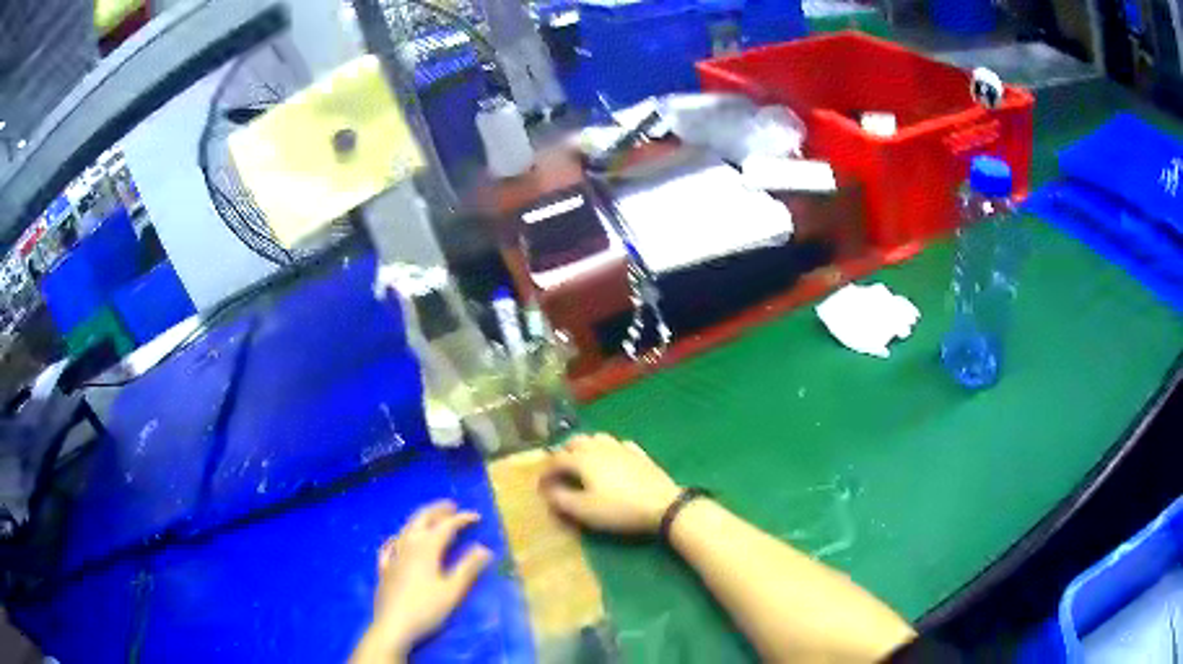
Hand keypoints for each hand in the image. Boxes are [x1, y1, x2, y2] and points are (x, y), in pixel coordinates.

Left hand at [368, 500, 493, 657]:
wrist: (393, 625)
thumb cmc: (426, 609)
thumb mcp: (453, 591)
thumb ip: (468, 568)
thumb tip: (484, 549)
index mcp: (426, 548)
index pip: (446, 526)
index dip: (462, 519)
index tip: (477, 516)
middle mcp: (408, 545)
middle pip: (422, 519)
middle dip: (437, 511)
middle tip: (451, 506)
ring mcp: (393, 555)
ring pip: (406, 528)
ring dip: (420, 520)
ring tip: (431, 519)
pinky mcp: (384, 568)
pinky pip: (390, 545)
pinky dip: (398, 537)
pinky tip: (396, 540)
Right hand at [540, 433, 681, 534]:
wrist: (662, 504)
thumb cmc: (618, 509)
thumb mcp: (584, 510)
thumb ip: (561, 499)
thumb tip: (547, 490)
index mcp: (582, 459)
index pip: (556, 459)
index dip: (545, 472)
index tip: (541, 486)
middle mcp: (599, 447)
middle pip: (576, 441)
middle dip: (564, 453)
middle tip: (560, 471)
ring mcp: (622, 448)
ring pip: (598, 438)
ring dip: (586, 446)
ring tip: (583, 462)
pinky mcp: (640, 454)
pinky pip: (619, 445)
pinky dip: (609, 449)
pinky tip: (612, 460)